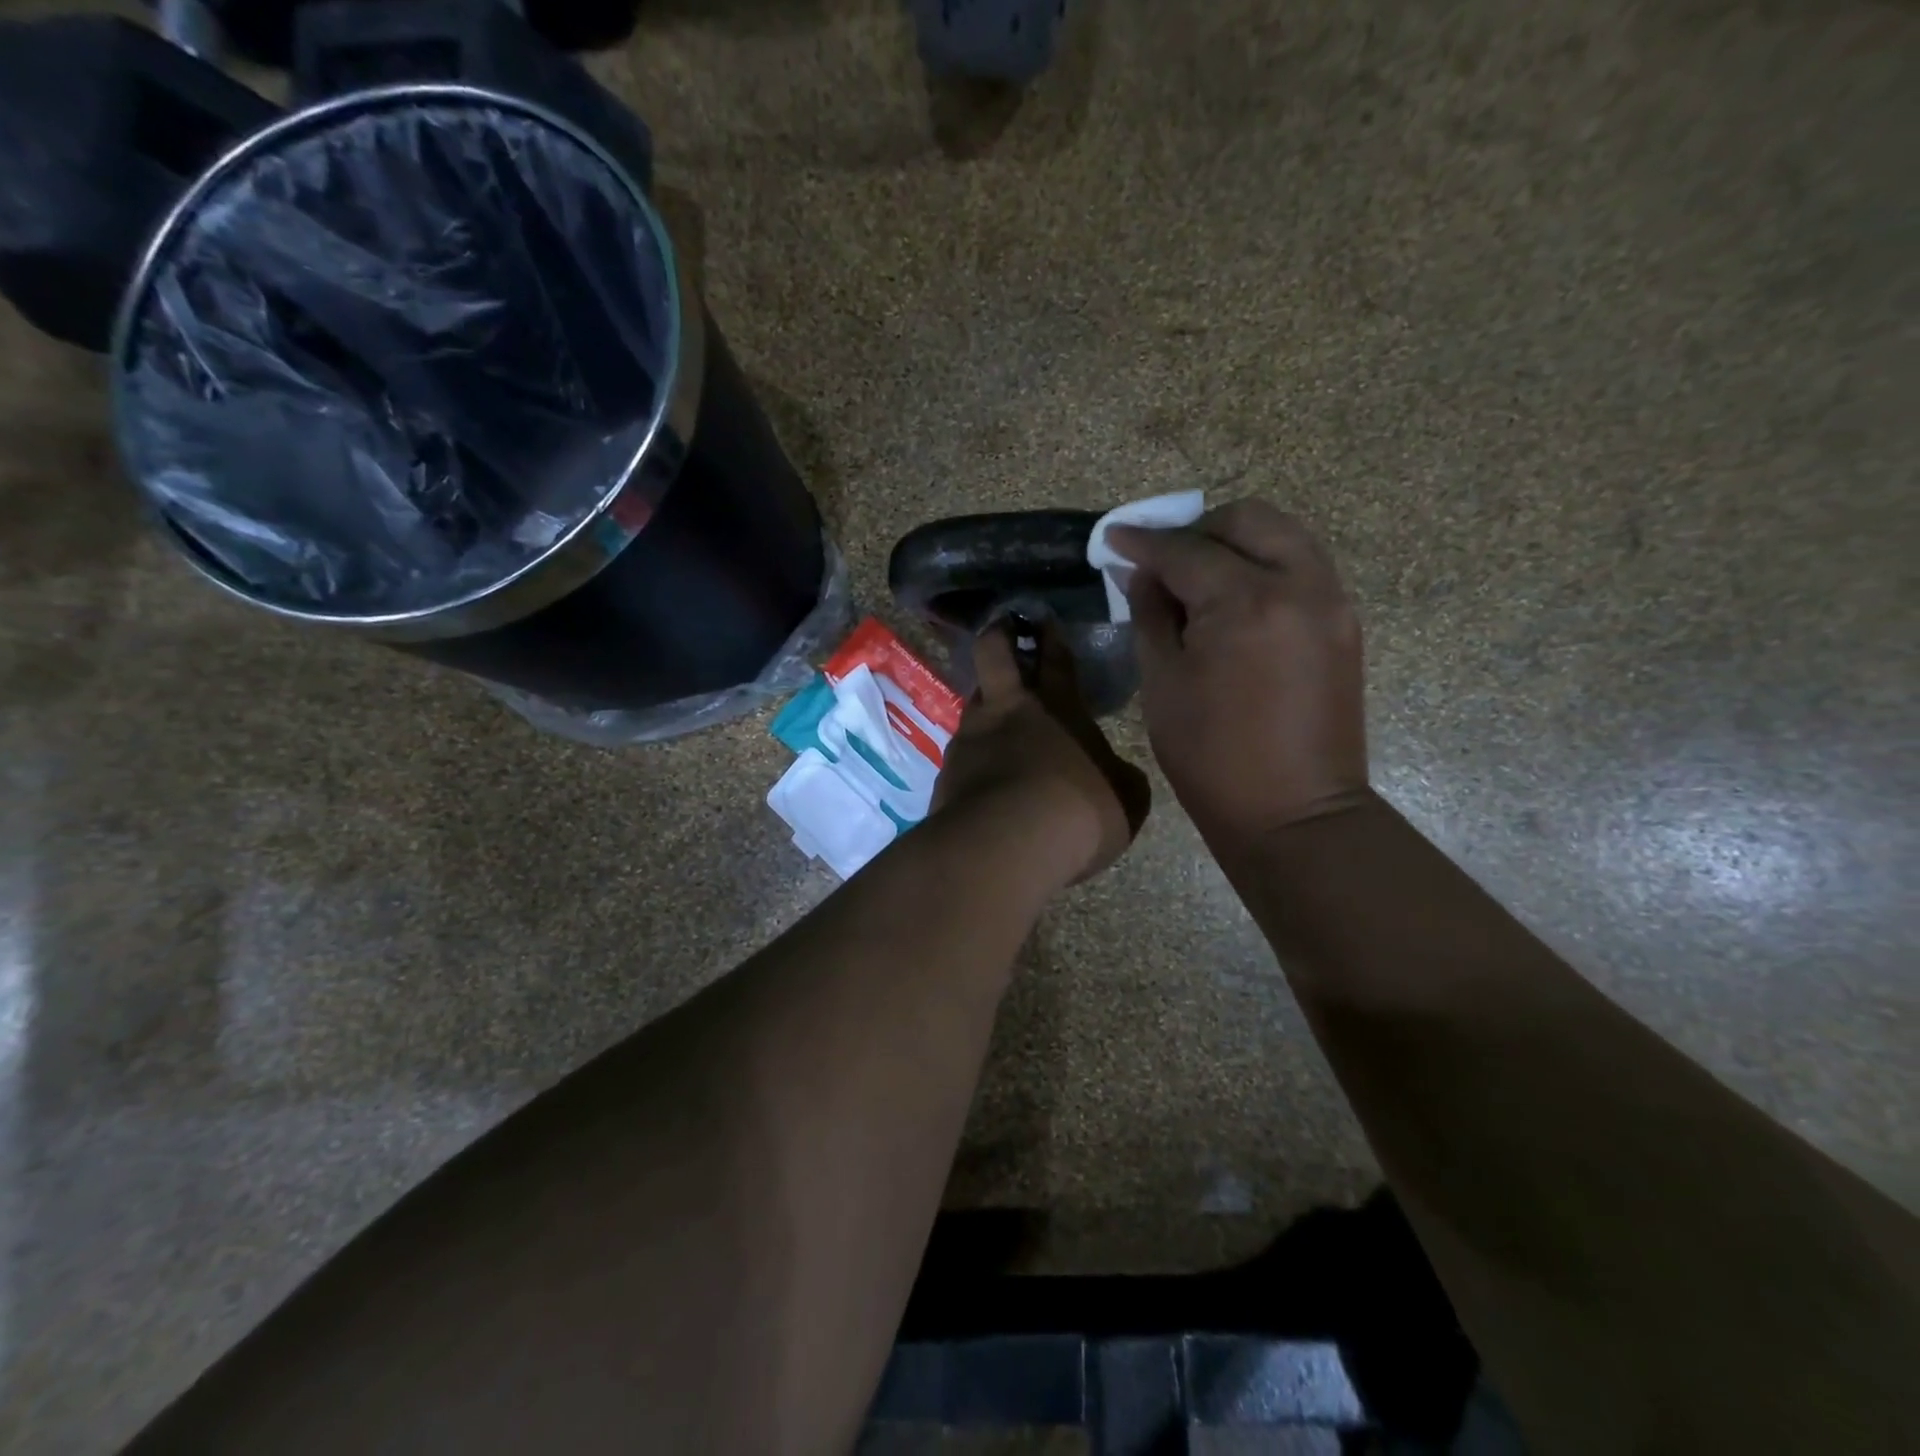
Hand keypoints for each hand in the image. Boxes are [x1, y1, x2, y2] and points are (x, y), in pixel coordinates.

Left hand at [931, 618, 1150, 885]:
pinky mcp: (945, 773)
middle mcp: (1008, 711)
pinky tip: (981, 780)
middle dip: (999, 634)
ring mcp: (970, 739)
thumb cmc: (1078, 813)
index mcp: (1058, 707)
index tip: (1042, 618)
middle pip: (995, 654)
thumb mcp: (1125, 798)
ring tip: (994, 720)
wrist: (1005, 845)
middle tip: (1003, 628)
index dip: (1051, 637)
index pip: (1055, 659)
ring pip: (973, 703)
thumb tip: (1115, 773)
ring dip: (984, 703)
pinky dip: (972, 759)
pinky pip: (960, 755)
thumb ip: (1120, 777)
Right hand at [1110, 500, 1368, 853]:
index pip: (1185, 549)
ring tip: (1200, 577)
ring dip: (1236, 542)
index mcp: (1245, 602)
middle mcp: (1299, 584)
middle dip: (1197, 530)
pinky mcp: (1344, 623)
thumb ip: (1151, 614)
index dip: (1143, 542)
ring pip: (1283, 535)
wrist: (1294, 813)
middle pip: (1247, 519)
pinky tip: (1236, 600)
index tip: (1114, 537)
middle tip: (1164, 561)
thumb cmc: (1211, 757)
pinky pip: (1303, 566)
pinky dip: (1265, 565)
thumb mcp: (1163, 683)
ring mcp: (1331, 601)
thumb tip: (1142, 573)